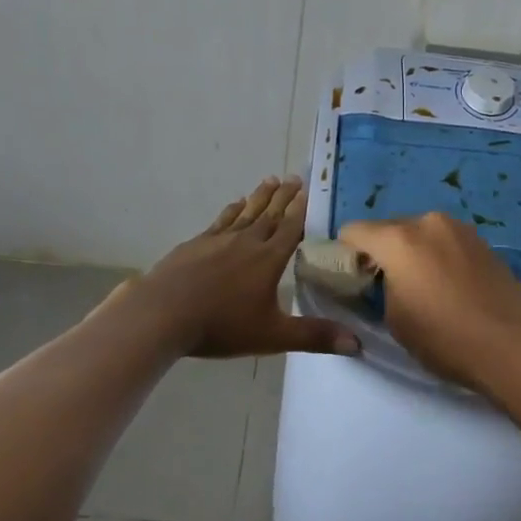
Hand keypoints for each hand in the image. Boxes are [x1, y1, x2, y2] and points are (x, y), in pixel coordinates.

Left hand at [133, 176, 354, 359]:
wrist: (163, 313)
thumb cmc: (221, 325)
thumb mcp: (272, 336)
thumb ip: (313, 337)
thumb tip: (357, 343)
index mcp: (269, 259)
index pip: (292, 228)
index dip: (303, 209)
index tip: (312, 190)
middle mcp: (247, 241)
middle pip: (271, 214)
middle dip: (285, 197)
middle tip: (295, 177)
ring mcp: (219, 240)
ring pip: (246, 212)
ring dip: (260, 197)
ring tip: (271, 180)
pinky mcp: (196, 244)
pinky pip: (221, 221)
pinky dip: (232, 210)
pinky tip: (235, 204)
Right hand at [338, 213, 520, 395]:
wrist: (512, 345)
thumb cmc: (444, 337)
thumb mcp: (395, 319)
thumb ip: (379, 289)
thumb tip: (384, 280)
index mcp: (399, 239)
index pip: (354, 232)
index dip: (347, 254)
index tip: (353, 280)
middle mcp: (427, 221)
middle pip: (388, 229)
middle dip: (382, 252)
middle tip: (388, 287)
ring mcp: (459, 228)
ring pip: (419, 233)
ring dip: (412, 252)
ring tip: (424, 288)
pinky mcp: (481, 240)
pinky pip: (445, 241)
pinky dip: (438, 256)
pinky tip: (450, 287)